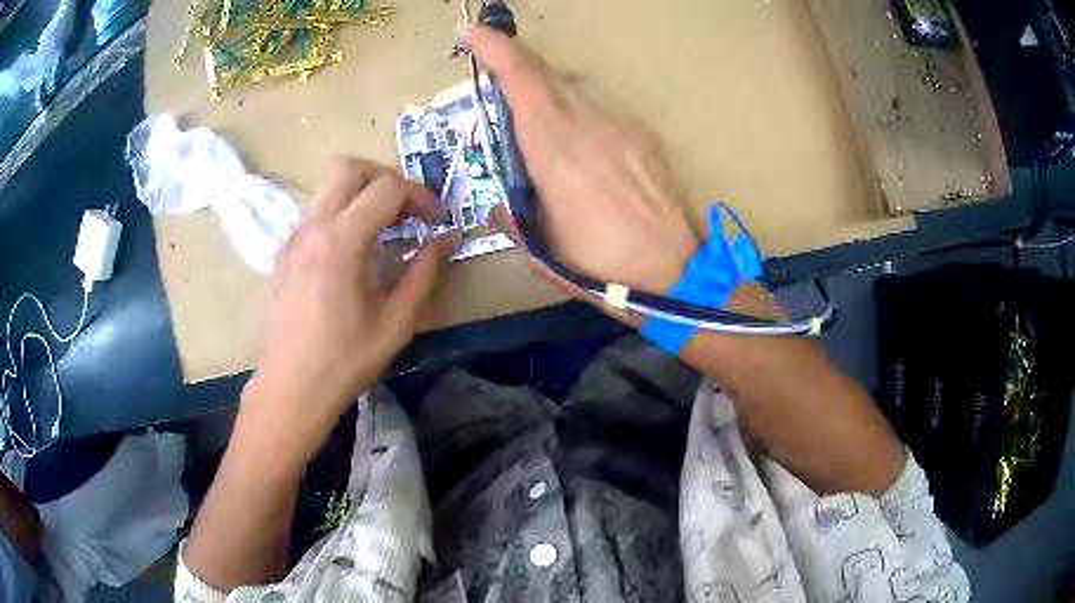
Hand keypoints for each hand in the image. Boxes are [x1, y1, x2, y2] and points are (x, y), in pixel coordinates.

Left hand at [244, 158, 454, 449]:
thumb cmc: (346, 359)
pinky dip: (339, 217)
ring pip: (327, 188)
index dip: (420, 196)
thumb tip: (447, 239)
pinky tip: (349, 256)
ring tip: (381, 231)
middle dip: (383, 177)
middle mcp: (313, 227)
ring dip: (359, 196)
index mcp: (342, 240)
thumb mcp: (396, 321)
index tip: (437, 220)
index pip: (387, 188)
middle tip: (404, 208)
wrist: (291, 387)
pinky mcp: (282, 254)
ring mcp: (292, 238)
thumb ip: (424, 272)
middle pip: (346, 167)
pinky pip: (314, 216)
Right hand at [465, 27, 699, 296]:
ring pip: (575, 85)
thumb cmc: (602, 267)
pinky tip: (583, 140)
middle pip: (545, 73)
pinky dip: (580, 108)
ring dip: (548, 90)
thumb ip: (513, 219)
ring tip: (541, 119)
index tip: (472, 32)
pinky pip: (601, 104)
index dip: (494, 48)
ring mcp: (621, 124)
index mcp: (554, 149)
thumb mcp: (542, 251)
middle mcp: (588, 123)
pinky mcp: (644, 134)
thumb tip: (501, 205)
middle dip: (515, 66)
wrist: (676, 272)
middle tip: (497, 81)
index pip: (521, 79)